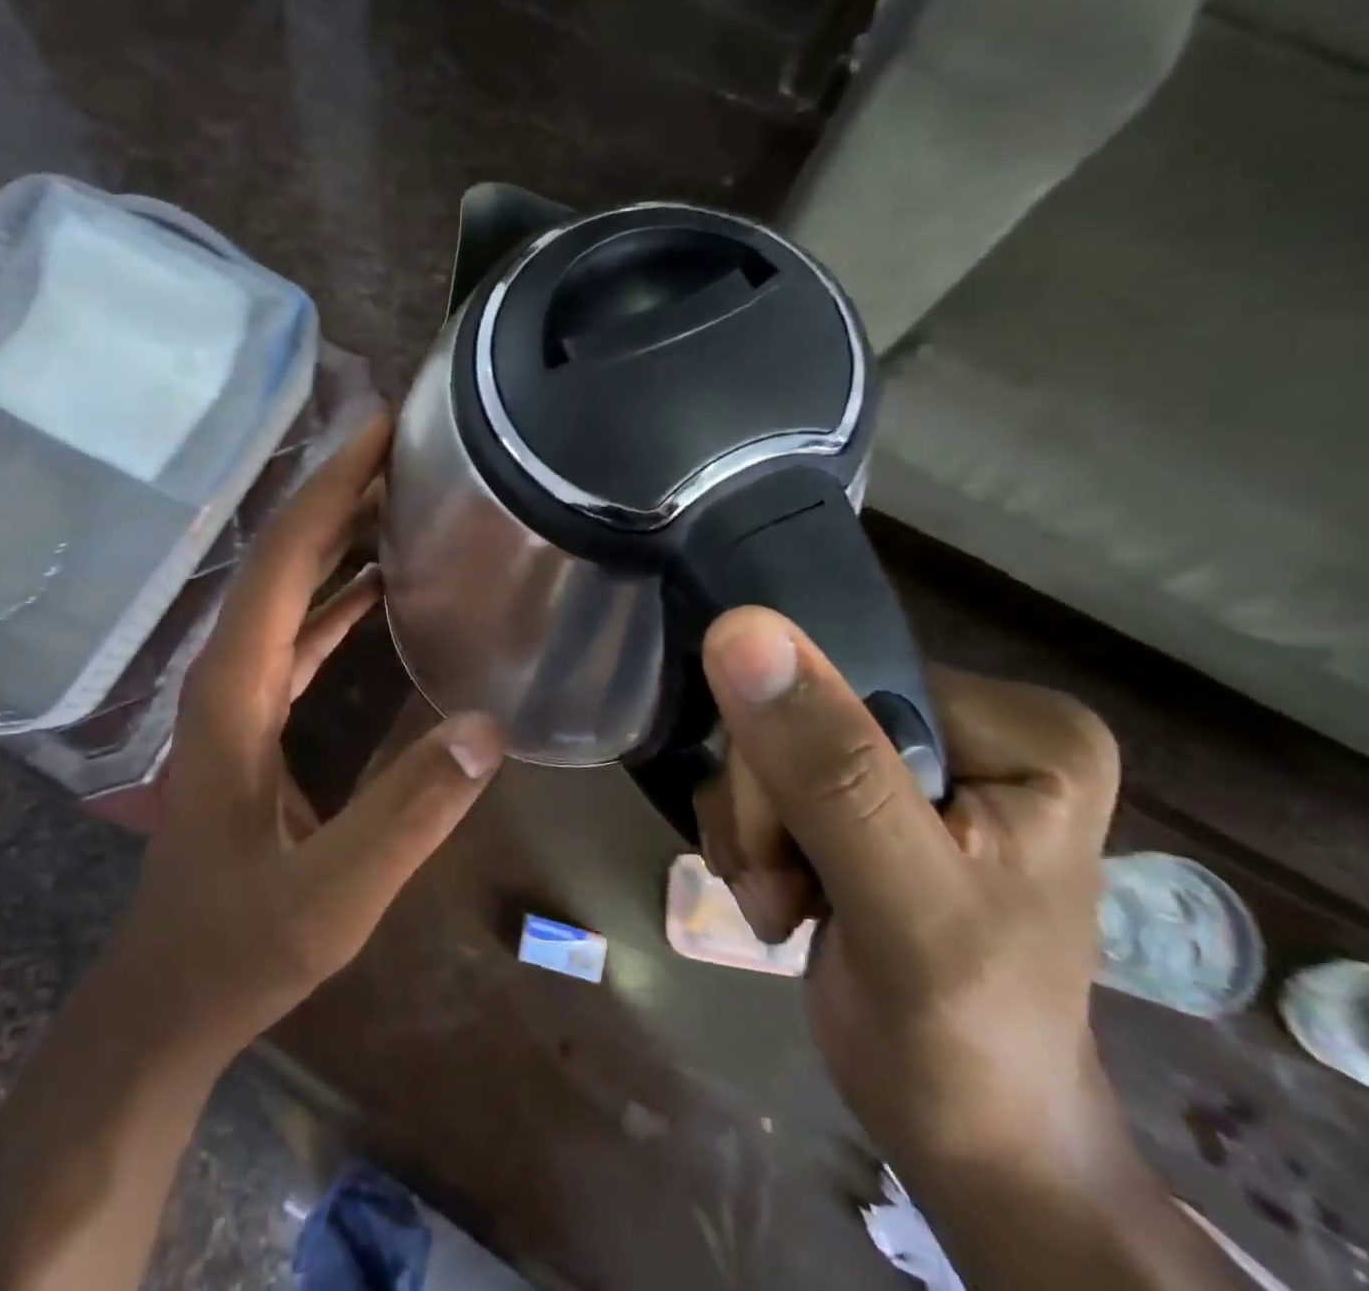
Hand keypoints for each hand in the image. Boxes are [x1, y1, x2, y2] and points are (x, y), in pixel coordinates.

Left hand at [110, 416, 504, 1063]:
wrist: (171, 994)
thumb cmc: (238, 946)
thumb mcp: (330, 896)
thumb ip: (406, 816)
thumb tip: (487, 729)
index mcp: (233, 691)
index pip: (283, 563)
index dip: (329, 490)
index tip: (380, 431)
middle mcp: (229, 674)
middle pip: (283, 560)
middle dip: (338, 493)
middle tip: (407, 445)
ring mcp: (237, 694)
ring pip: (290, 591)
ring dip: (339, 537)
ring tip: (402, 494)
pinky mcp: (253, 718)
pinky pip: (299, 633)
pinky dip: (338, 596)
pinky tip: (380, 585)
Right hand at [693, 606, 1121, 1179]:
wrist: (964, 1132)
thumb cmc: (960, 1032)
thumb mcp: (902, 901)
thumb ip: (828, 768)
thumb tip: (740, 627)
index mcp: (1019, 728)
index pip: (841, 680)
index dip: (788, 758)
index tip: (792, 848)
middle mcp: (967, 725)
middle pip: (795, 714)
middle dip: (767, 809)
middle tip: (787, 887)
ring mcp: (912, 761)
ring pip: (765, 747)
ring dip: (752, 832)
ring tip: (785, 903)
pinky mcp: (862, 797)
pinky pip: (760, 779)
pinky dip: (751, 843)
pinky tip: (782, 898)